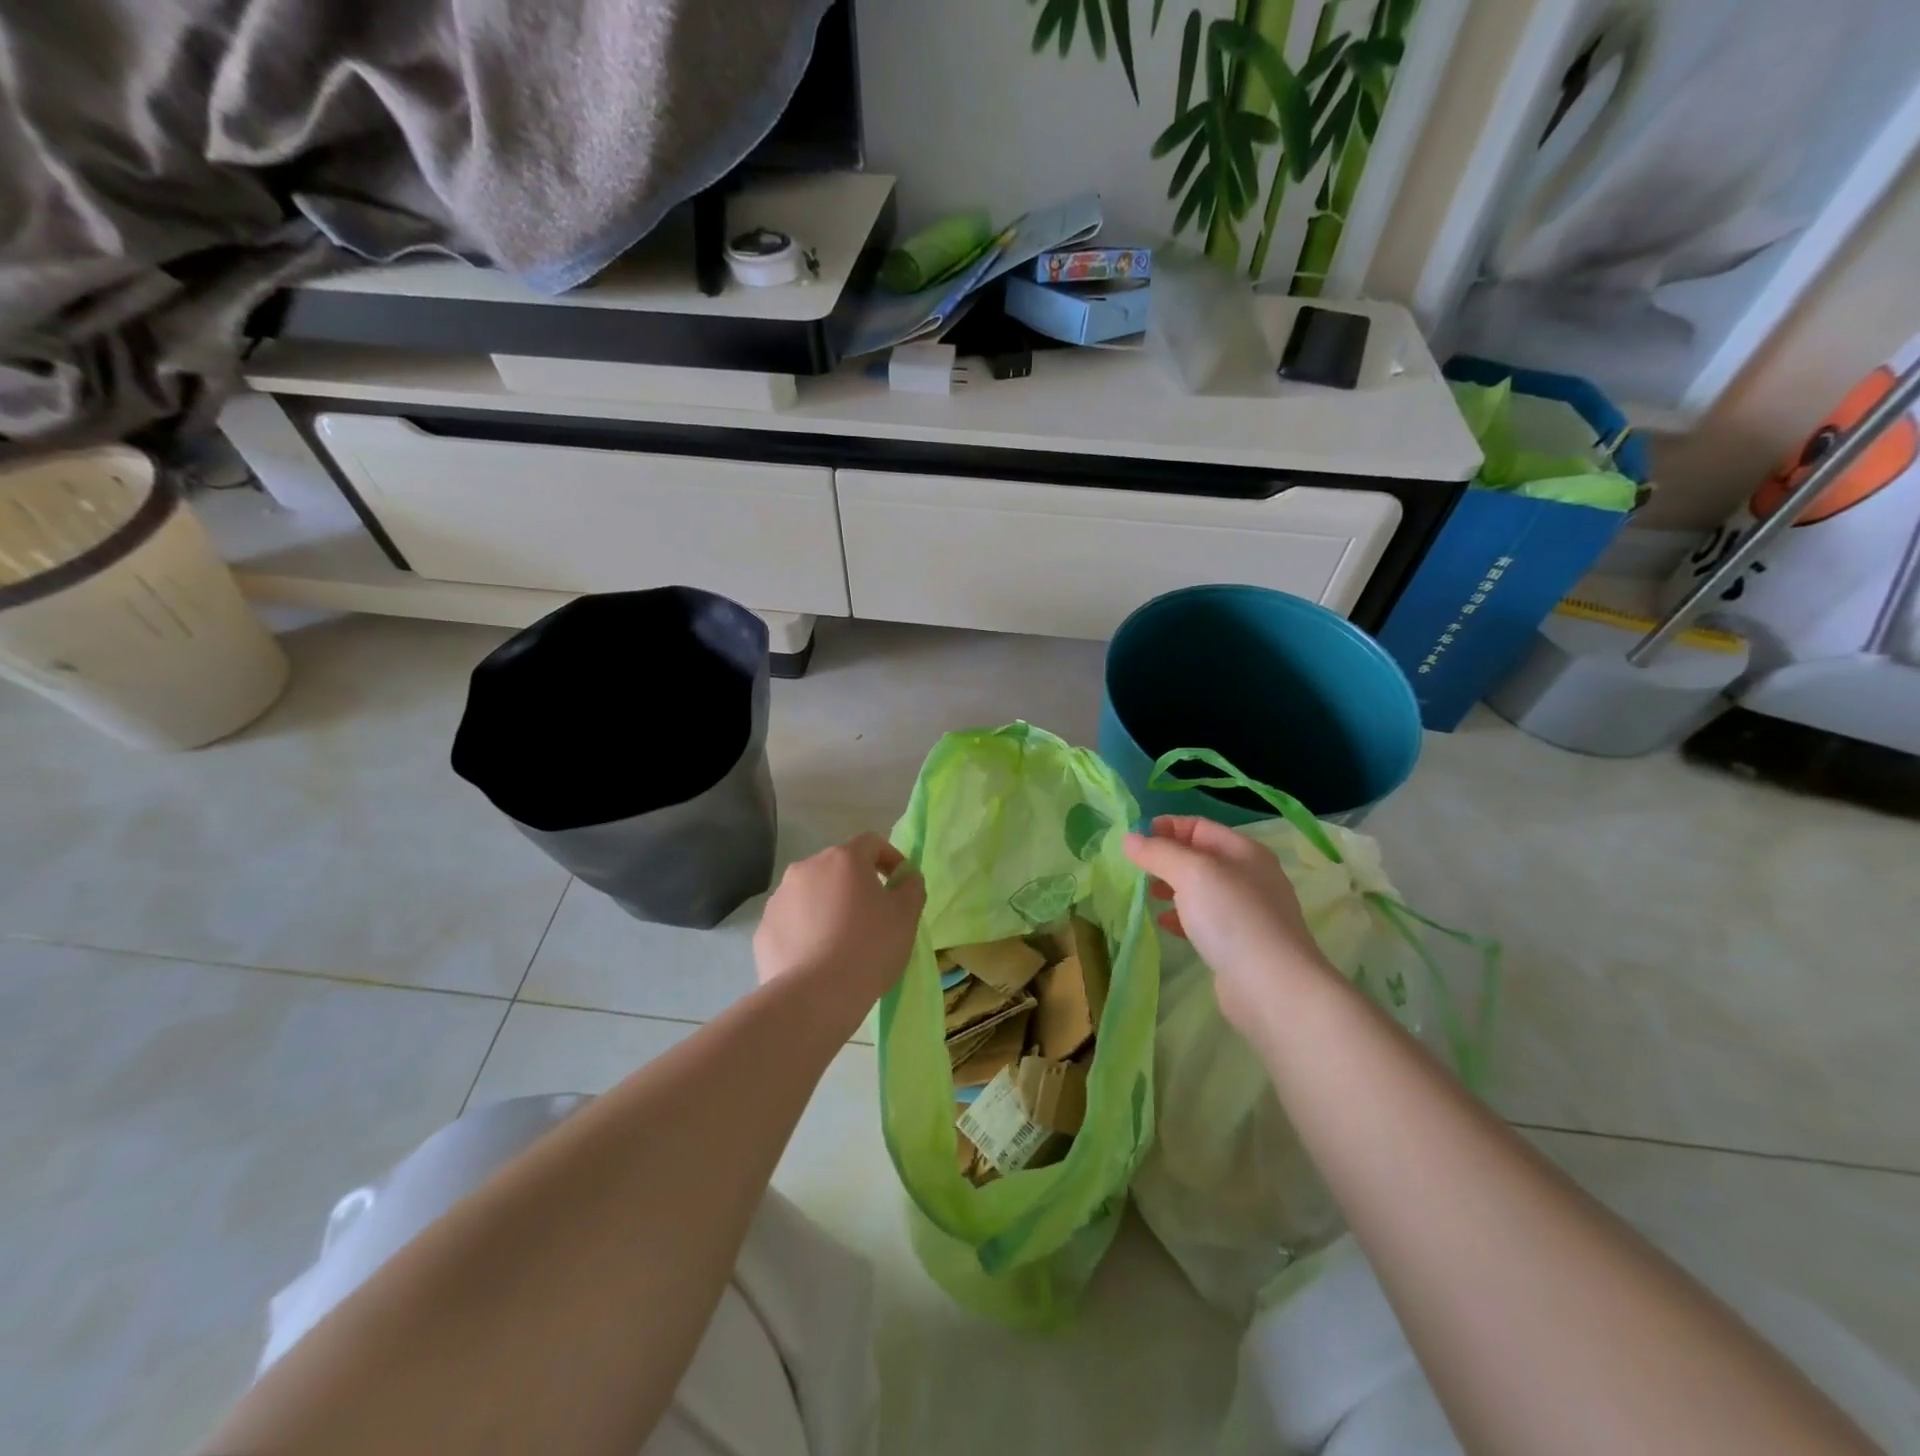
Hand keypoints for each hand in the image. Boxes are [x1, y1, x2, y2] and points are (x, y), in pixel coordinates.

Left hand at [754, 833, 925, 1005]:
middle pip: (837, 868)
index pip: (871, 843)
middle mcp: (807, 868)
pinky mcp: (764, 929)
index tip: (900, 883)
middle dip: (856, 885)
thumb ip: (912, 887)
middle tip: (872, 916)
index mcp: (843, 859)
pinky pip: (792, 923)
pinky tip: (817, 959)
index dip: (889, 858)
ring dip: (828, 907)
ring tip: (842, 942)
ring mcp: (779, 898)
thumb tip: (906, 878)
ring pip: (811, 894)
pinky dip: (806, 932)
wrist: (814, 997)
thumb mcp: (906, 916)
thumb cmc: (869, 947)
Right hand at [1123, 816, 1334, 1036]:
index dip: (1166, 827)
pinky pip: (1205, 919)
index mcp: (1244, 851)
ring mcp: (1247, 911)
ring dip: (1172, 888)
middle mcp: (1249, 876)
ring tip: (1148, 896)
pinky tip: (1166, 924)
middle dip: (1166, 858)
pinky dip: (1182, 916)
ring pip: (1201, 889)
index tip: (1135, 839)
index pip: (1199, 826)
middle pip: (1200, 856)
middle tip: (1137, 870)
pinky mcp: (1240, 943)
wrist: (1272, 988)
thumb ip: (1158, 853)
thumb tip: (1129, 838)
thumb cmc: (1232, 918)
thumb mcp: (1191, 873)